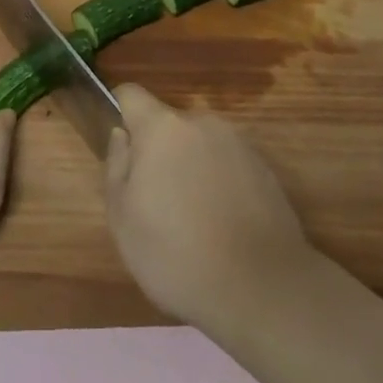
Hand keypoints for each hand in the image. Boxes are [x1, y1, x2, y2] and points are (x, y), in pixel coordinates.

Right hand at [104, 82, 314, 337]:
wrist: (262, 289)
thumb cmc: (177, 255)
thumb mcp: (123, 219)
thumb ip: (116, 166)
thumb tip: (122, 136)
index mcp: (163, 128)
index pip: (131, 94)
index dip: (119, 110)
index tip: (120, 145)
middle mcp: (202, 123)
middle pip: (168, 124)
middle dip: (159, 151)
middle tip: (156, 199)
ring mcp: (238, 144)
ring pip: (200, 145)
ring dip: (191, 167)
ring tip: (193, 219)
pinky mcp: (265, 170)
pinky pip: (228, 165)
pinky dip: (219, 184)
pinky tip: (222, 226)